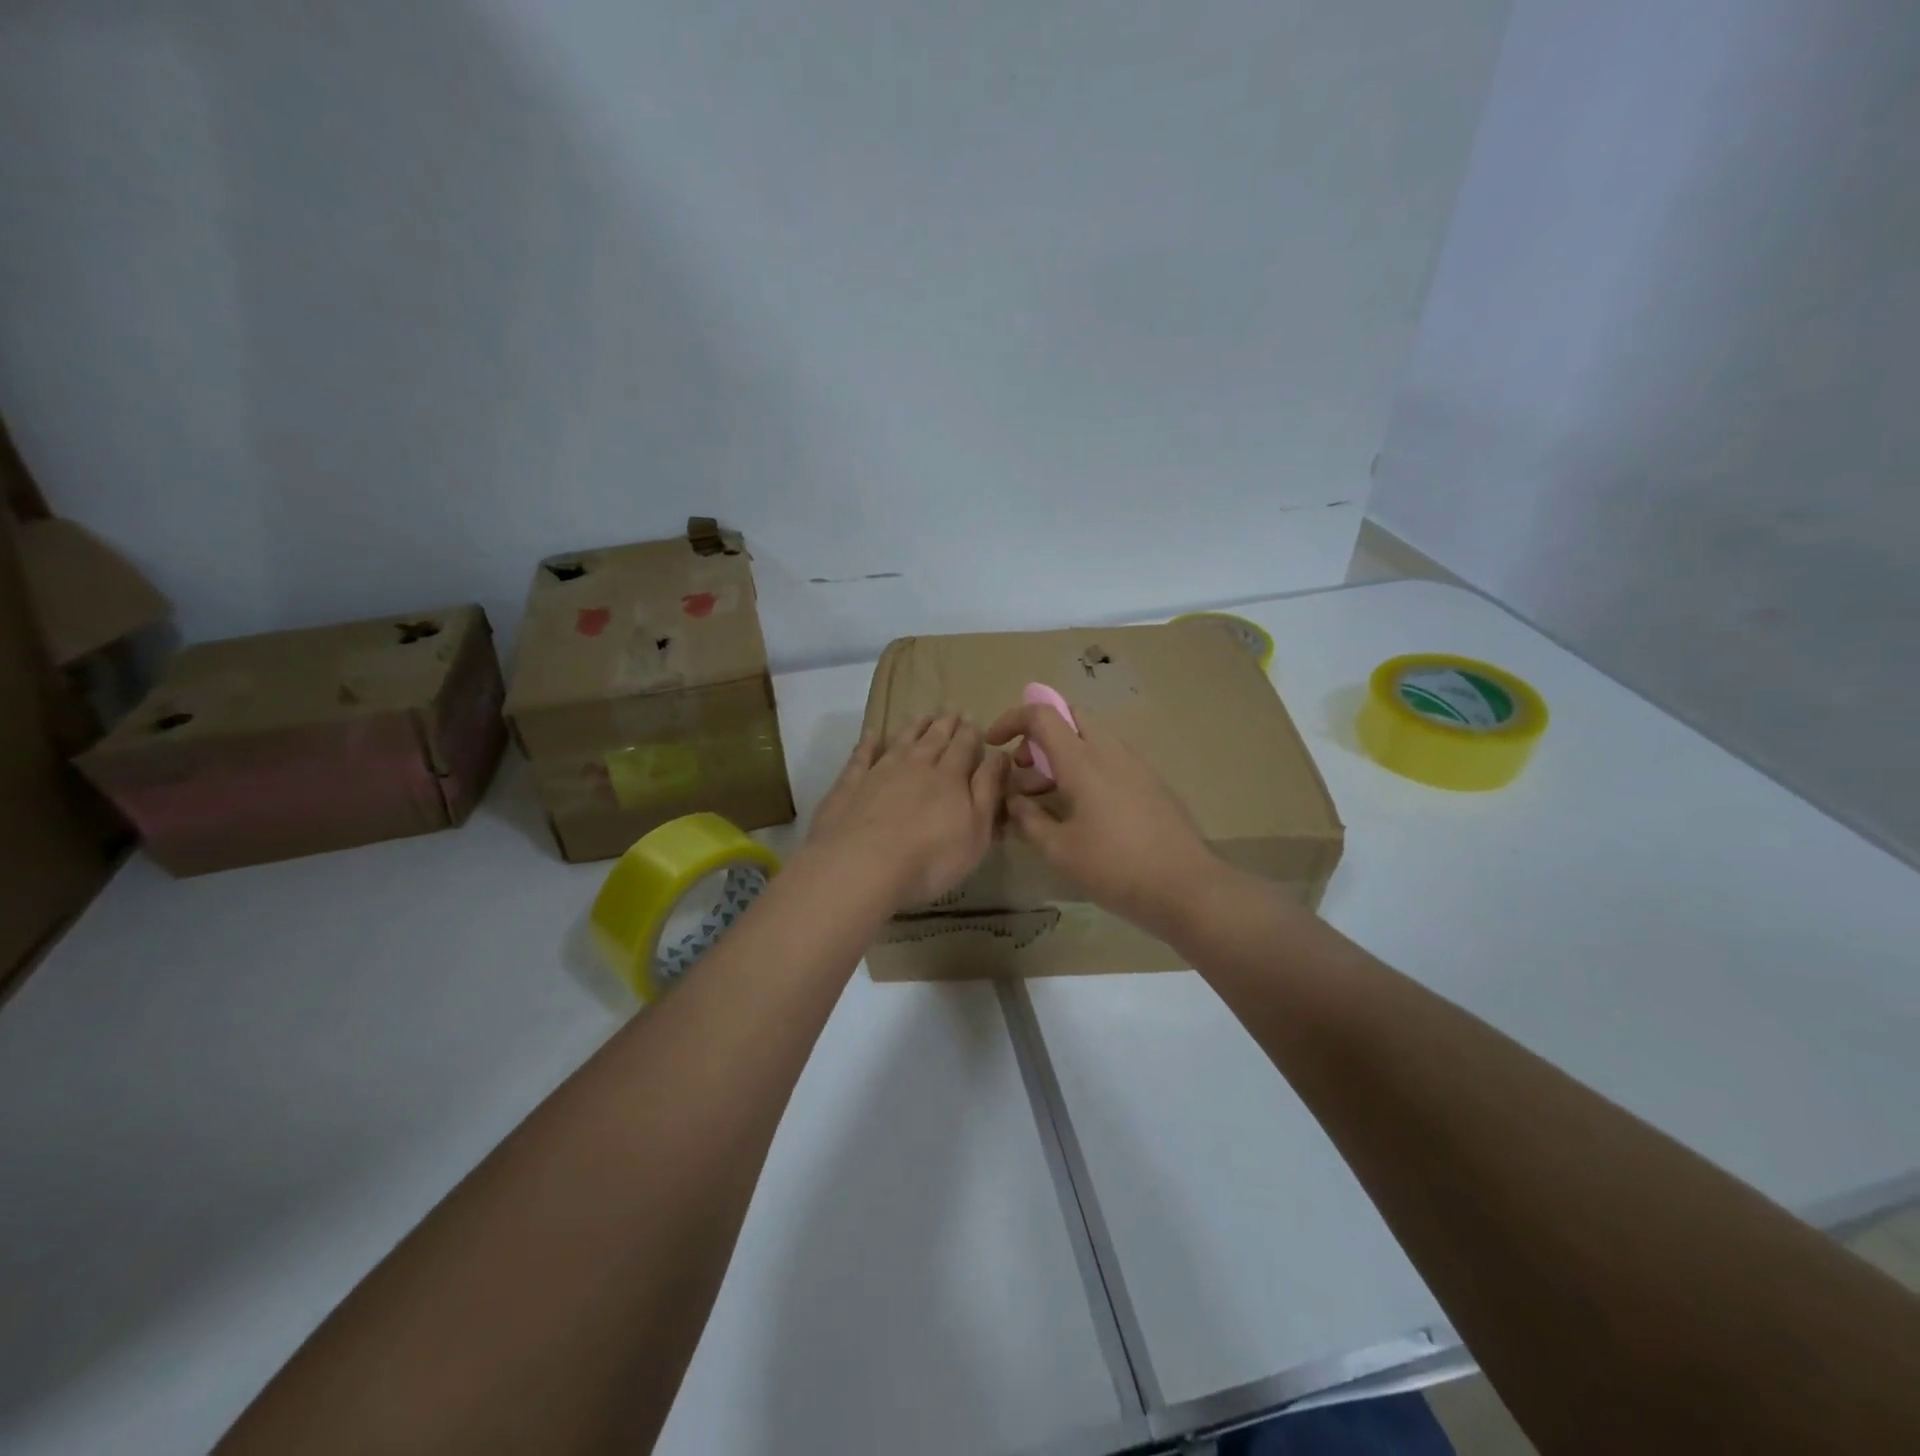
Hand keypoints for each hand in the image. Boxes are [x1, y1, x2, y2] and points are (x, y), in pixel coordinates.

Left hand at [805, 714, 1007, 908]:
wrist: (862, 867)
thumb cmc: (931, 857)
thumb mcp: (976, 830)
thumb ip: (988, 790)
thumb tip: (1000, 755)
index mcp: (949, 777)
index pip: (964, 747)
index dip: (971, 733)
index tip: (974, 719)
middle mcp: (916, 766)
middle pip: (933, 738)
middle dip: (945, 723)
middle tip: (951, 709)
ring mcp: (880, 772)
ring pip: (901, 741)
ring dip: (914, 727)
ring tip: (922, 715)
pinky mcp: (850, 785)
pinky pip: (861, 756)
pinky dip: (868, 743)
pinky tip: (872, 734)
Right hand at [985, 703, 1219, 938]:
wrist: (1186, 887)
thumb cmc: (1114, 867)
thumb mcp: (1058, 849)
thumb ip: (1028, 819)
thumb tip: (1013, 800)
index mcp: (1082, 760)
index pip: (1042, 715)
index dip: (1012, 719)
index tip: (994, 743)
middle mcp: (1110, 751)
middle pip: (1069, 718)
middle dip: (1038, 736)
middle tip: (1024, 771)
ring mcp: (1135, 764)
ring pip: (1090, 739)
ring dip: (1062, 755)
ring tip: (1047, 798)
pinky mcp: (1151, 782)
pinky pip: (1109, 758)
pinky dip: (1085, 768)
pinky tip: (1081, 811)